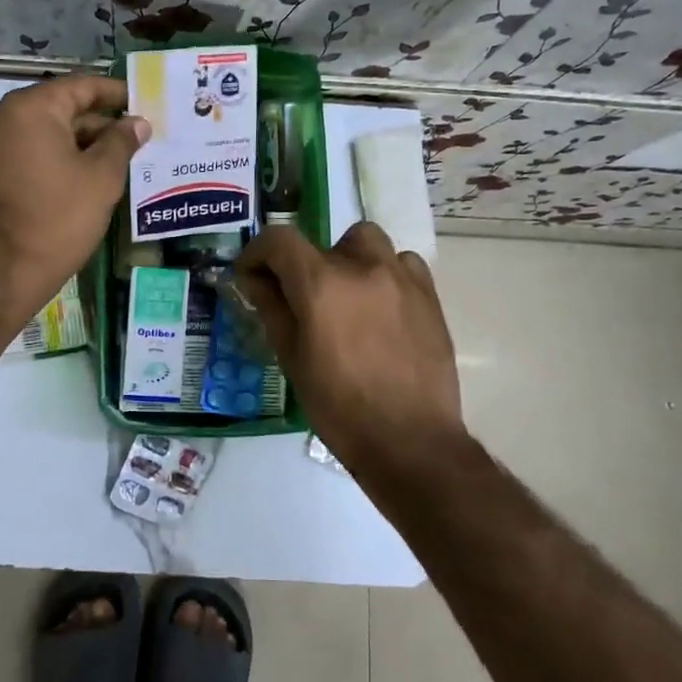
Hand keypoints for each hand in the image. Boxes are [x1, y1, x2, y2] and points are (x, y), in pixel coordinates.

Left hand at [0, 75, 148, 321]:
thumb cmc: (57, 218)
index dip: (113, 93)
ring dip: (74, 143)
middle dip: (95, 122)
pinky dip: (50, 158)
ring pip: (39, 133)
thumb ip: (121, 143)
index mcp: (29, 108)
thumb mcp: (101, 179)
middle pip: (57, 109)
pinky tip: (78, 176)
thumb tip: (137, 123)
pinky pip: (22, 153)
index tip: (139, 102)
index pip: (80, 86)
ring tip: (111, 159)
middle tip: (131, 137)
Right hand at [235, 222, 465, 469]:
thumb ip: (272, 308)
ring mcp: (401, 277)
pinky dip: (385, 273)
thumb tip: (256, 279)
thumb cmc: (339, 407)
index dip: (258, 253)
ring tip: (347, 297)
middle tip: (303, 299)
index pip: (279, 240)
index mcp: (321, 283)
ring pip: (367, 243)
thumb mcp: (292, 358)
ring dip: (348, 260)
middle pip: (323, 241)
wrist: (410, 441)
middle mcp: (362, 267)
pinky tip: (381, 306)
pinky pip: (403, 263)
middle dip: (304, 263)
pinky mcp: (429, 295)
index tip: (252, 276)